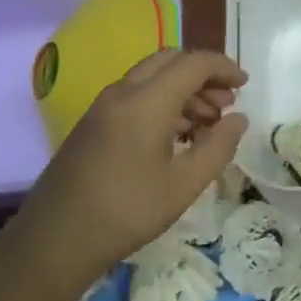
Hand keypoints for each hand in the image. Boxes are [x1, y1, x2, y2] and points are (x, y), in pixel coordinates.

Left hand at [11, 49, 248, 288]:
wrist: (56, 238)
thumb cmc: (127, 211)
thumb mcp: (184, 185)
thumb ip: (218, 147)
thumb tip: (239, 119)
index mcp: (147, 101)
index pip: (192, 63)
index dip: (223, 68)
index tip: (245, 85)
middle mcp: (122, 92)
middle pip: (169, 62)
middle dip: (202, 75)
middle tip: (226, 104)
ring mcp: (103, 107)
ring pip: (151, 79)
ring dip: (183, 90)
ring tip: (207, 124)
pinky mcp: (93, 124)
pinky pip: (135, 96)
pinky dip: (162, 103)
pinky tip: (177, 136)